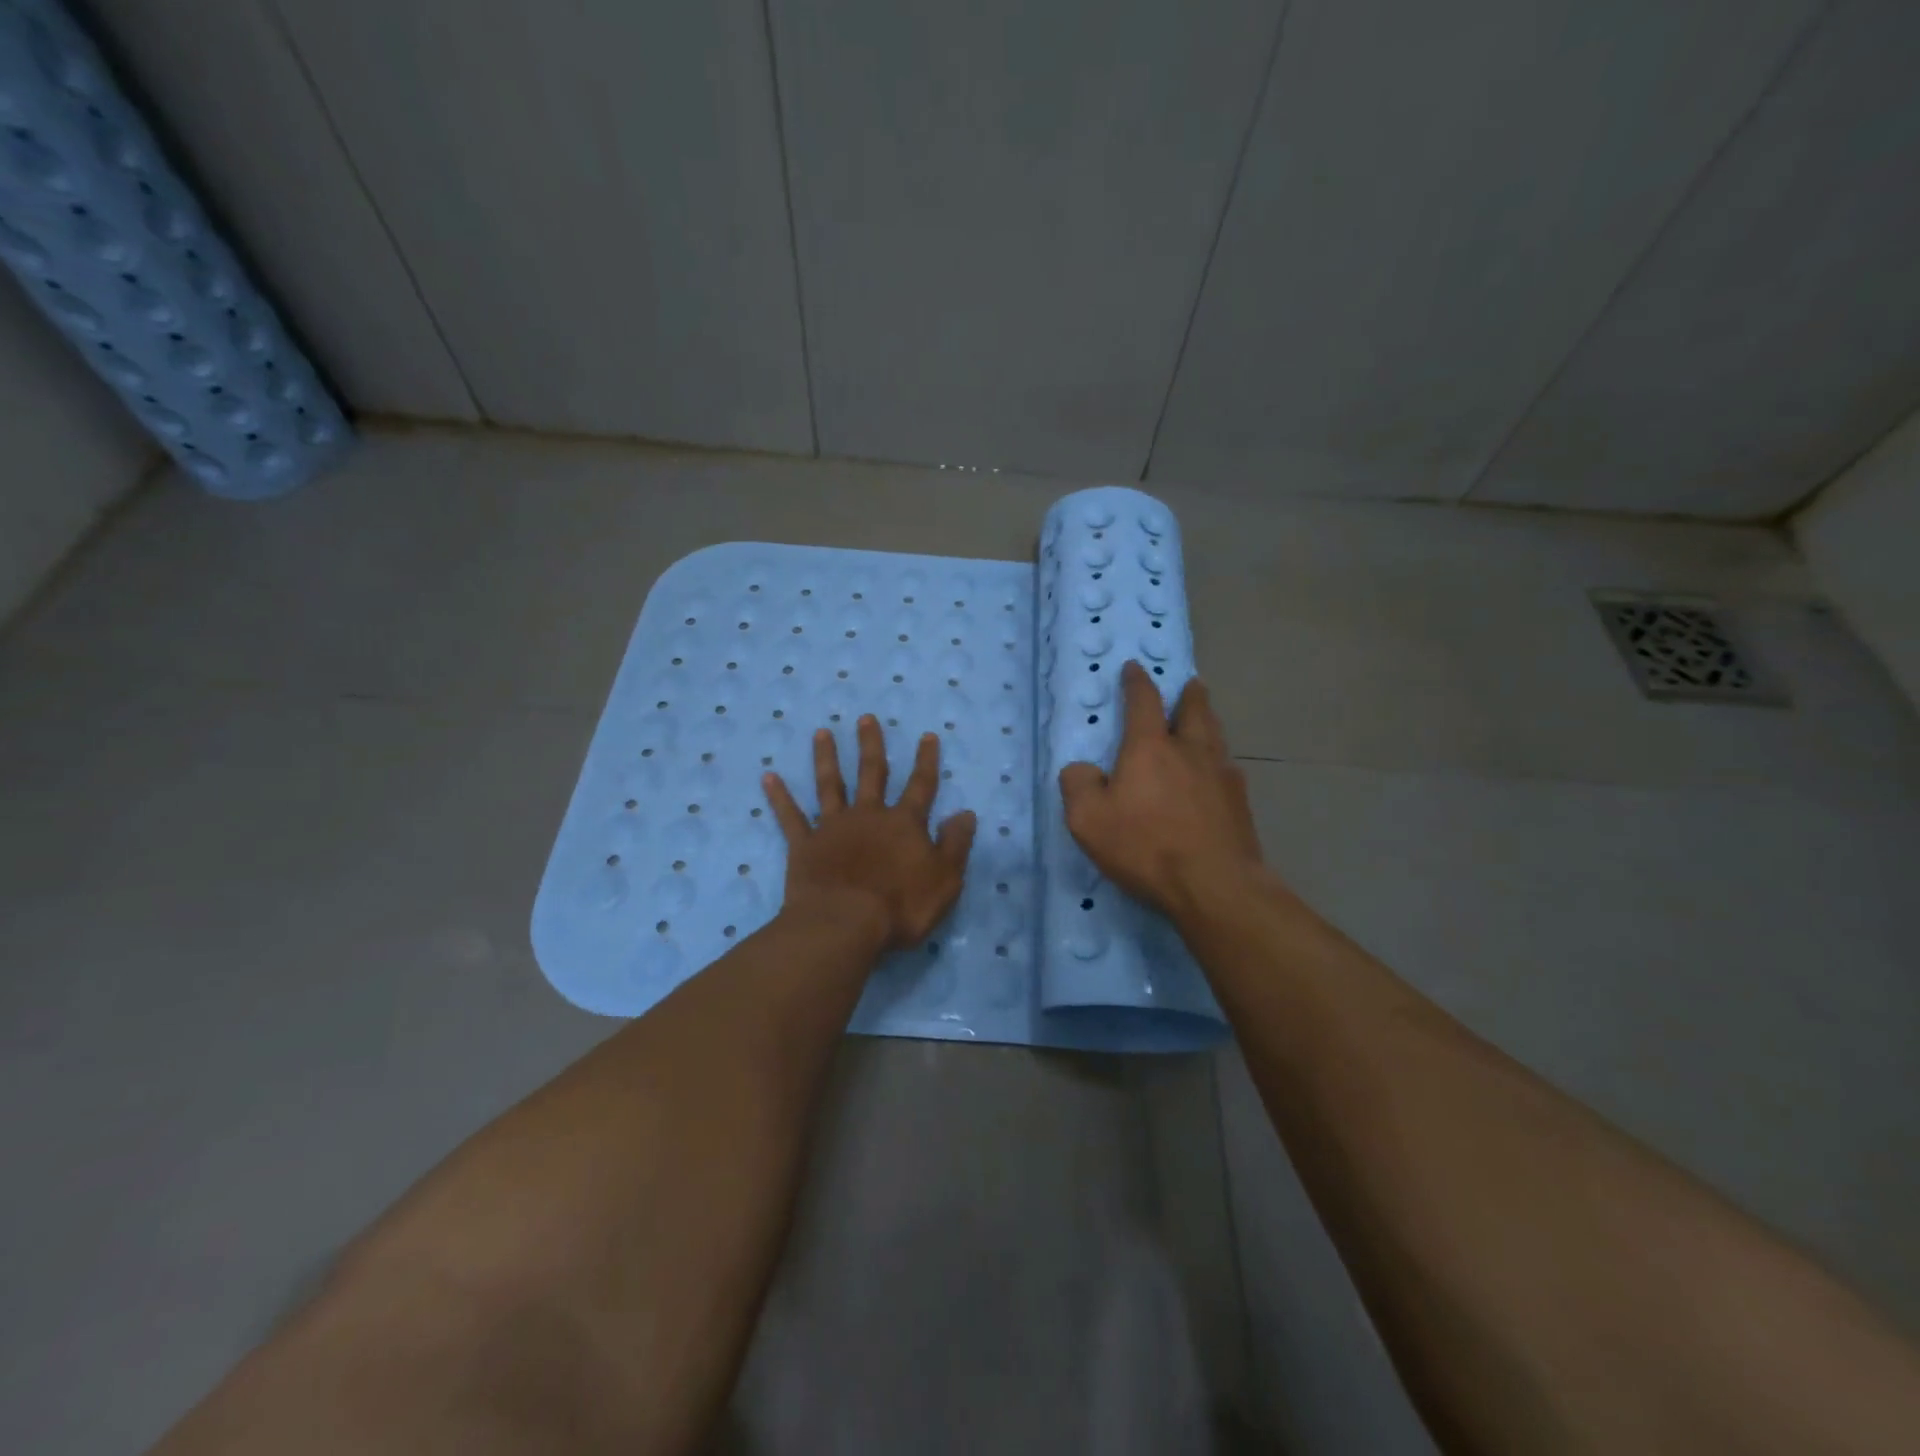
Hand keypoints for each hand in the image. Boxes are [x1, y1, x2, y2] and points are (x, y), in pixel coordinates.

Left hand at [763, 716, 977, 950]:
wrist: (845, 925)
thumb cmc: (901, 906)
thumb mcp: (945, 879)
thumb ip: (955, 844)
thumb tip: (966, 813)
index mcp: (904, 824)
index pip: (921, 785)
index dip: (926, 761)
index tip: (927, 735)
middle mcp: (868, 816)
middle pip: (871, 773)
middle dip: (871, 745)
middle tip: (866, 718)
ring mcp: (833, 828)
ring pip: (830, 785)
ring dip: (826, 758)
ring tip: (822, 733)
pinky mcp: (804, 845)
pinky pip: (790, 816)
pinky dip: (779, 797)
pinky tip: (769, 777)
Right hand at [1059, 661, 1263, 920]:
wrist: (1215, 885)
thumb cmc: (1145, 846)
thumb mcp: (1088, 819)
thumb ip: (1078, 784)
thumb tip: (1083, 769)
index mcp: (1150, 748)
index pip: (1144, 701)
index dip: (1137, 681)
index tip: (1134, 668)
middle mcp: (1190, 751)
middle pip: (1194, 710)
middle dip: (1189, 694)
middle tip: (1190, 684)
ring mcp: (1221, 775)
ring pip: (1216, 736)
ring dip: (1208, 721)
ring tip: (1205, 720)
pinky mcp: (1240, 803)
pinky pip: (1228, 769)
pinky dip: (1219, 761)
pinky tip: (1217, 774)